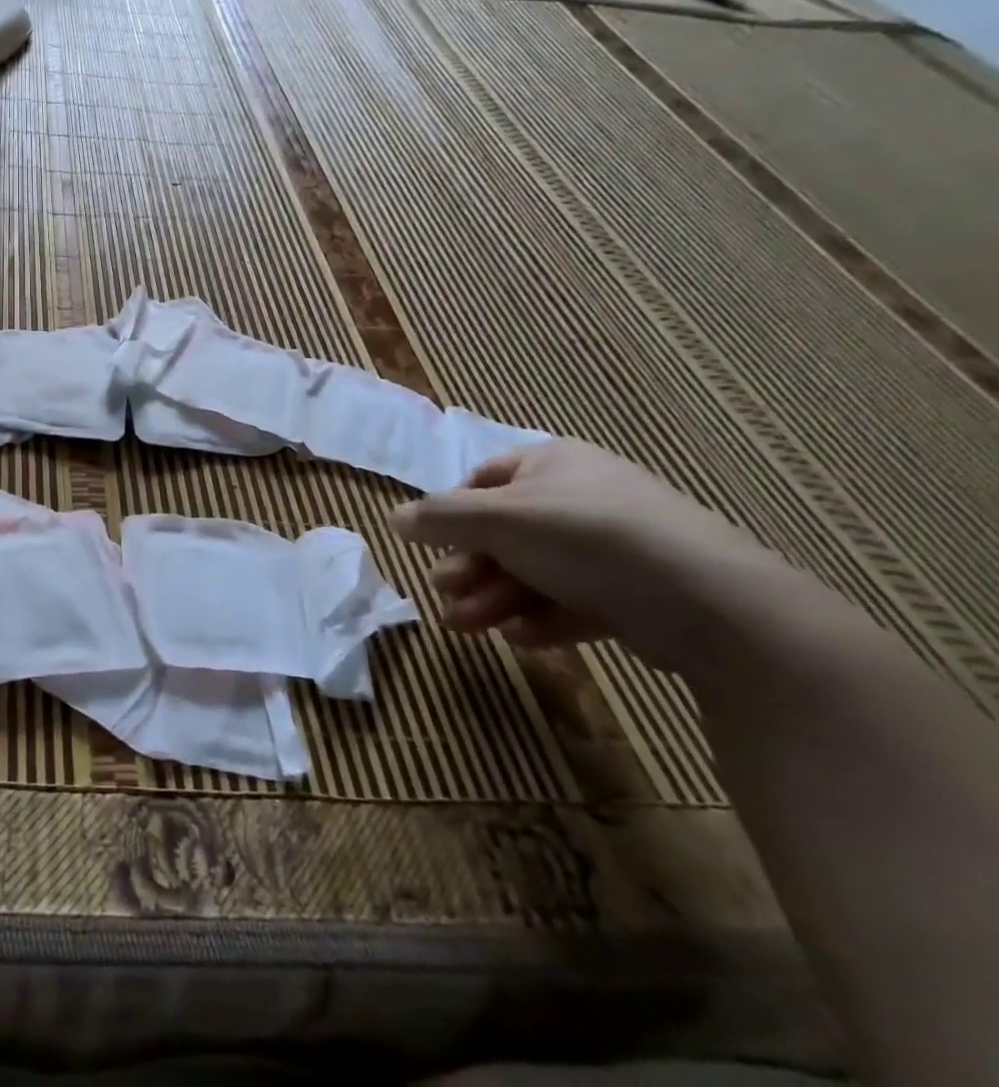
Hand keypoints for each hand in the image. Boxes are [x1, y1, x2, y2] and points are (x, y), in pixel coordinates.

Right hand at [389, 439, 784, 670]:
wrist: (708, 602)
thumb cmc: (584, 537)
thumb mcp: (498, 518)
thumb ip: (440, 517)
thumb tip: (393, 517)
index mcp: (552, 463)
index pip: (484, 479)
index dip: (453, 513)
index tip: (433, 545)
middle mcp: (581, 497)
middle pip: (505, 532)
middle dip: (471, 567)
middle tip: (446, 595)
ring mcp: (612, 547)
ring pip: (534, 571)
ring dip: (495, 598)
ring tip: (470, 628)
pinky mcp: (636, 594)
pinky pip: (574, 600)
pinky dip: (542, 618)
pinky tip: (524, 639)